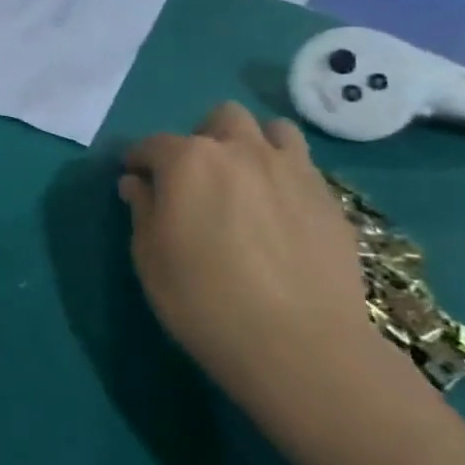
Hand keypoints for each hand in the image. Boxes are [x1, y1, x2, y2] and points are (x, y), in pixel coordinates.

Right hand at [121, 105, 387, 424]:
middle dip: (204, 138)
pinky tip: (282, 214)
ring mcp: (292, 170)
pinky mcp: (330, 199)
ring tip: (248, 182)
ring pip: (273, 130)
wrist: (300, 346)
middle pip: (221, 118)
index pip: (153, 144)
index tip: (135, 178)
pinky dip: (286, 177)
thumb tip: (137, 183)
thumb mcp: (150, 258)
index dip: (139, 159)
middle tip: (198, 177)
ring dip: (254, 145)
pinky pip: (304, 168)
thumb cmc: (204, 300)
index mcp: (189, 161)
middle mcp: (241, 150)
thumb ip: (142, 210)